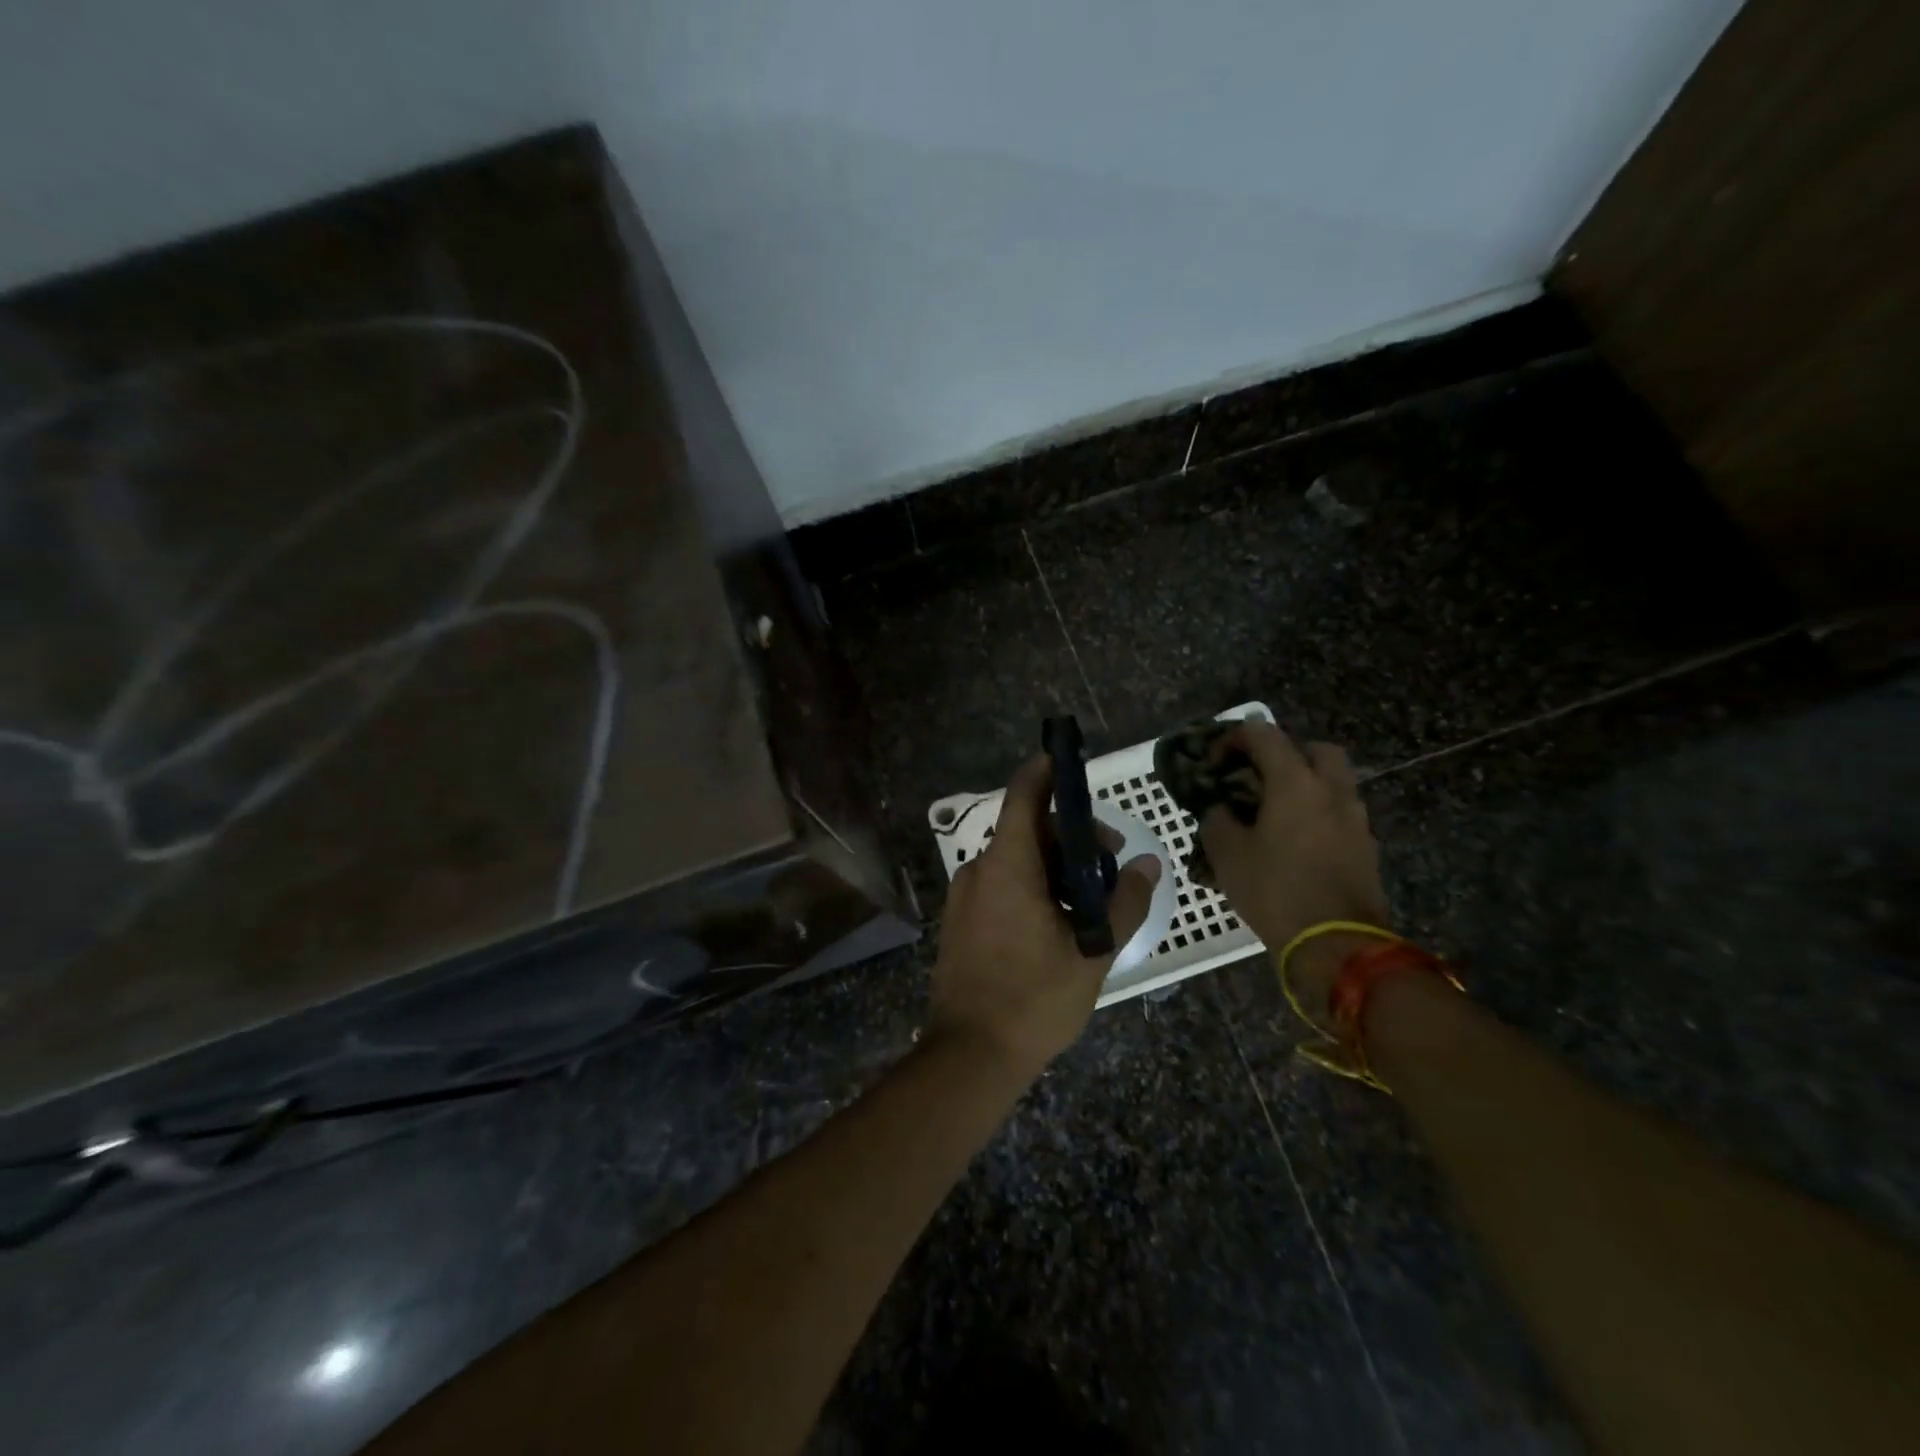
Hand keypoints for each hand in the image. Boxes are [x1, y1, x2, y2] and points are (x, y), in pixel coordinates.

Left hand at [928, 755, 1160, 1081]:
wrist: (969, 1054)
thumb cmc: (1034, 999)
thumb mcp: (1093, 951)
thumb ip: (1124, 901)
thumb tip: (1148, 863)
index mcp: (1007, 865)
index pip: (1024, 794)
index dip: (1047, 770)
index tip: (1072, 760)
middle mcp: (979, 869)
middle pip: (1027, 828)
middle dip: (1071, 834)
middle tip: (1109, 862)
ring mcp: (965, 895)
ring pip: (1016, 858)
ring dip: (1055, 863)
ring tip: (1091, 899)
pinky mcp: (961, 919)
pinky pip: (1001, 882)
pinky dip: (1032, 883)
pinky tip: (1059, 918)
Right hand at [1196, 722, 1389, 1020]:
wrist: (1337, 945)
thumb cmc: (1275, 890)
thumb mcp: (1227, 854)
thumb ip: (1217, 819)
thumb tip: (1219, 809)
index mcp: (1295, 782)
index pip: (1263, 734)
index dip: (1233, 739)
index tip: (1213, 762)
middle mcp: (1331, 790)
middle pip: (1314, 749)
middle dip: (1284, 753)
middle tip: (1258, 776)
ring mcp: (1354, 819)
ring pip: (1332, 781)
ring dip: (1304, 784)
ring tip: (1273, 810)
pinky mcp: (1365, 847)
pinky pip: (1339, 812)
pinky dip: (1317, 812)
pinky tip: (1294, 839)